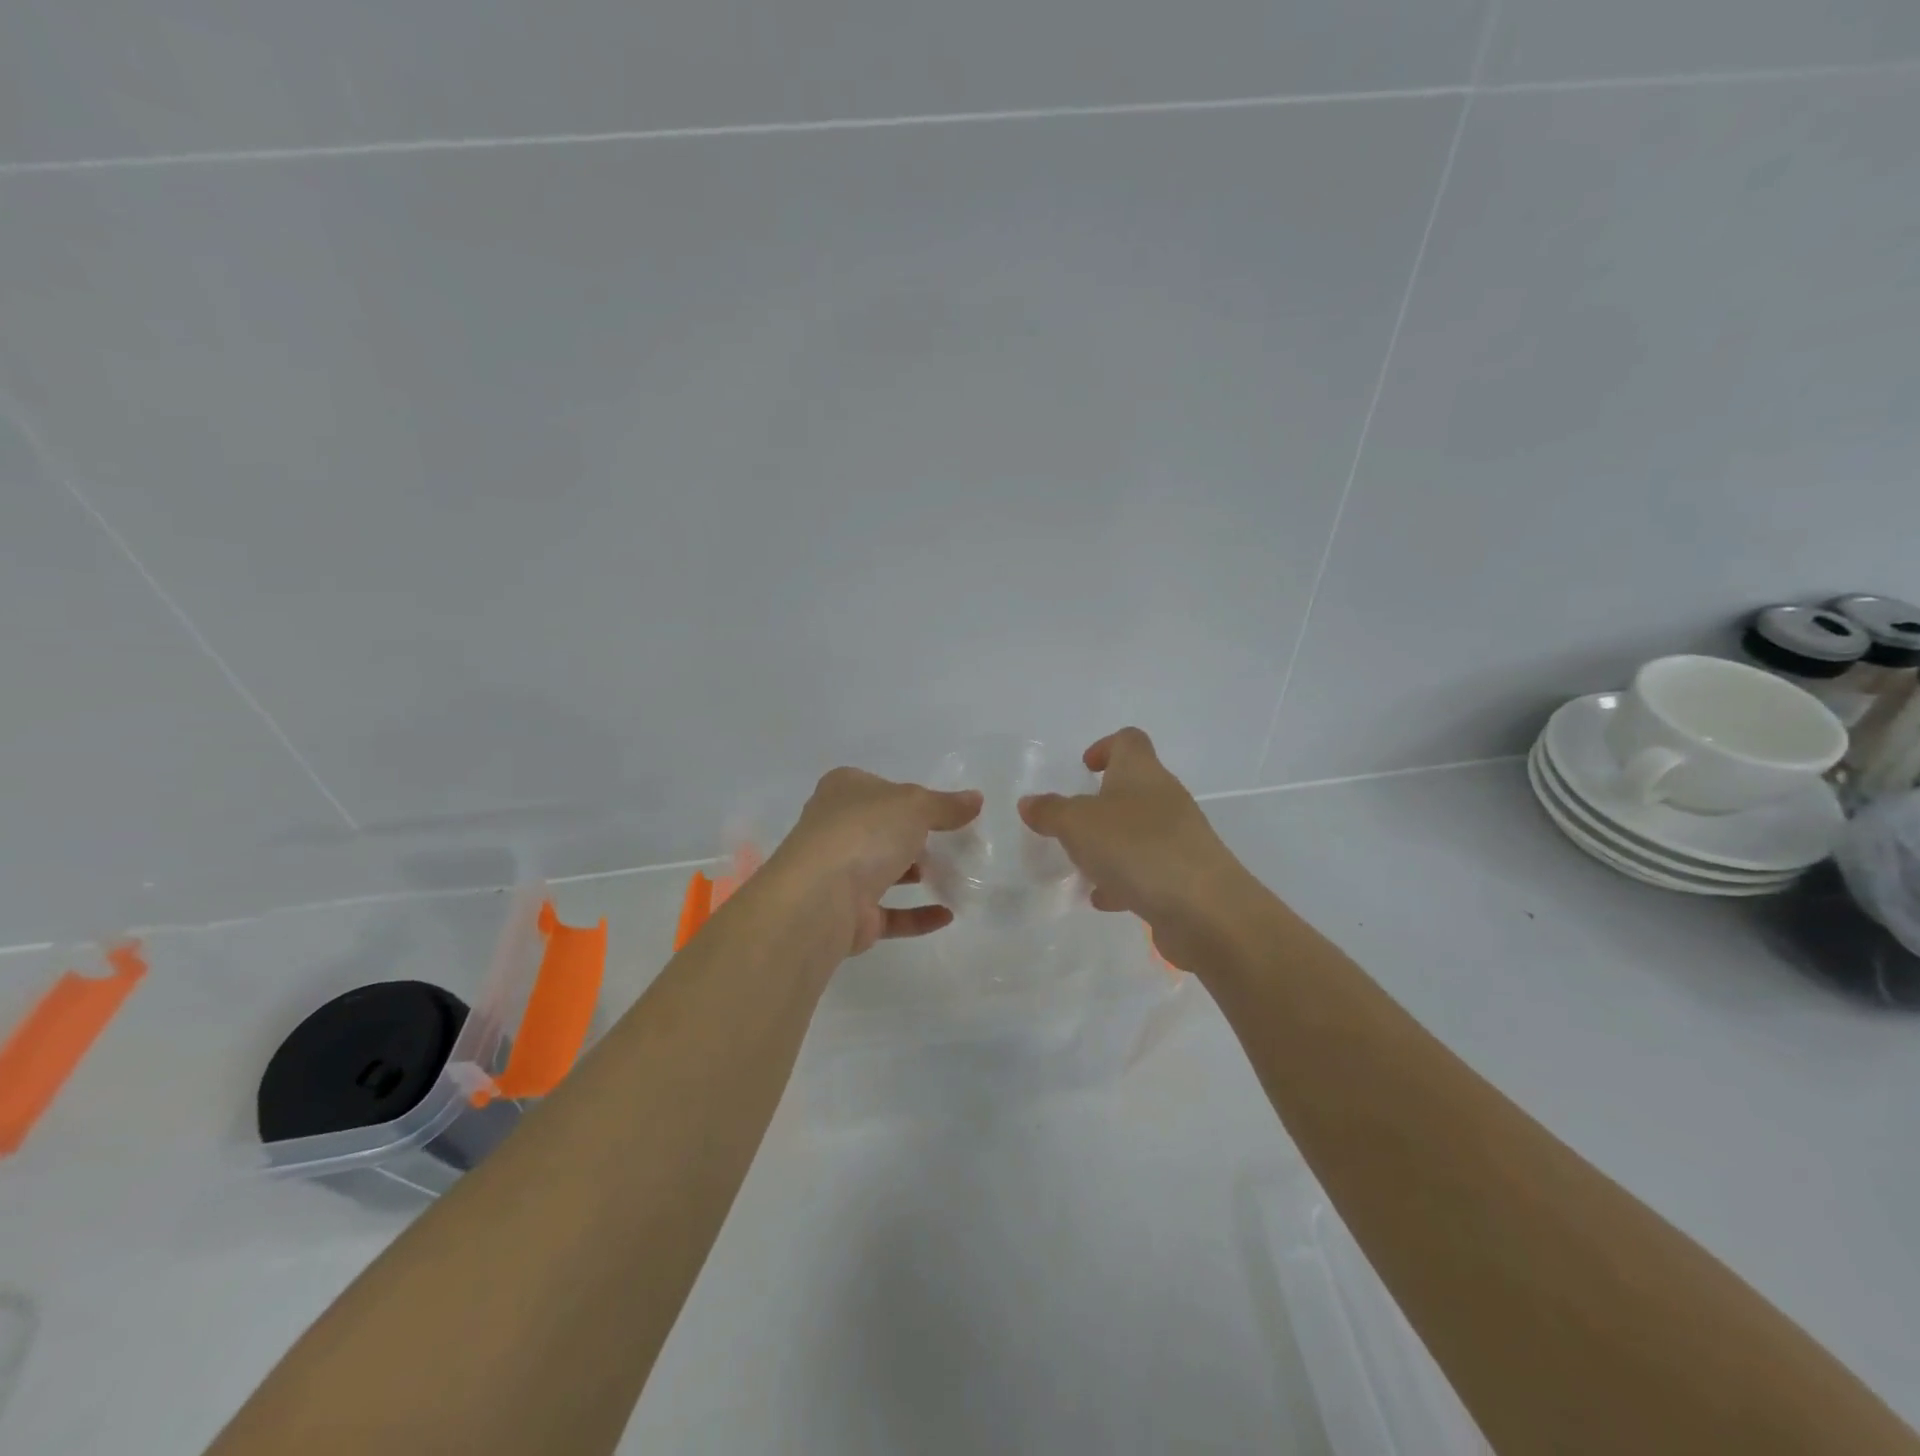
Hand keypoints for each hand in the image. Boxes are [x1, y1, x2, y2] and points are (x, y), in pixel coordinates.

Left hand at [770, 767, 982, 957]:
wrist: (820, 898)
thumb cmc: (865, 832)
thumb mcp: (915, 806)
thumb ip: (946, 805)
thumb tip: (976, 799)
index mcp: (843, 790)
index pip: (881, 788)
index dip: (911, 797)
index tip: (943, 810)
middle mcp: (835, 828)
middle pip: (881, 829)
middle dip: (913, 837)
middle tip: (952, 843)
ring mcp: (838, 873)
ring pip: (882, 871)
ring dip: (914, 874)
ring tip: (952, 875)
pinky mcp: (847, 915)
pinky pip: (889, 913)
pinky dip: (916, 915)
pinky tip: (947, 915)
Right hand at [1018, 728, 1245, 961]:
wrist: (1205, 909)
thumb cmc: (1137, 849)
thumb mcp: (1077, 825)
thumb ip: (1051, 811)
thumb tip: (1030, 802)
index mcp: (1142, 773)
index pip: (1128, 741)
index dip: (1105, 747)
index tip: (1084, 769)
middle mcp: (1165, 798)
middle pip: (1133, 787)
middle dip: (1100, 804)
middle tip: (1071, 824)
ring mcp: (1179, 838)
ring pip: (1138, 831)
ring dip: (1110, 845)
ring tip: (1081, 865)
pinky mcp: (1185, 876)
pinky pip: (1148, 868)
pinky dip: (1124, 879)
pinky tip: (1103, 898)